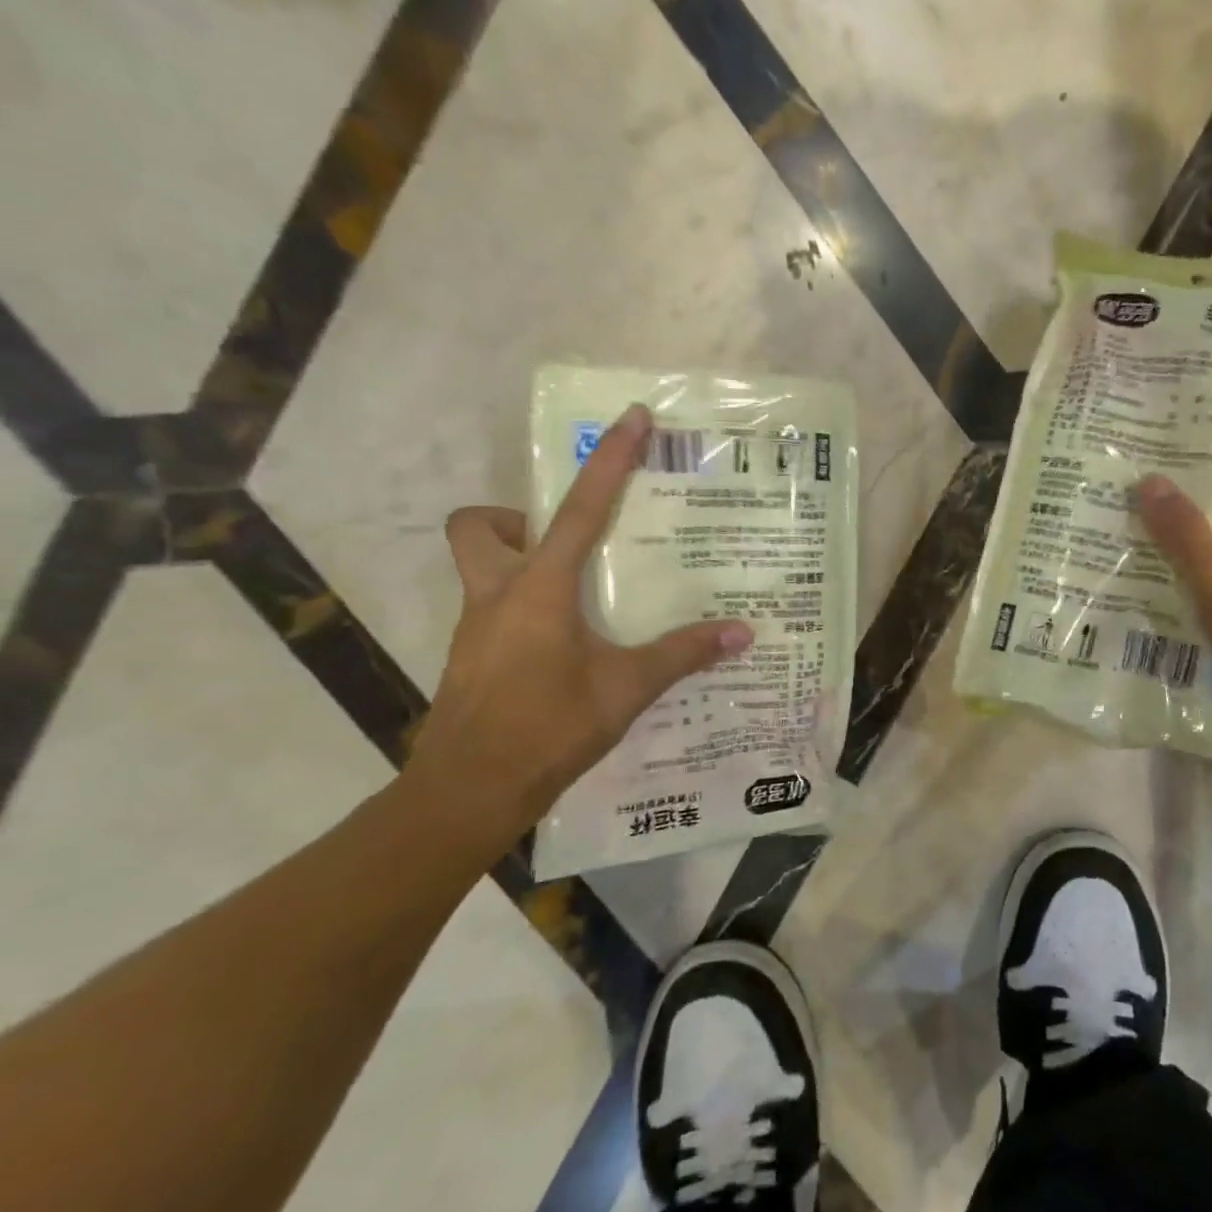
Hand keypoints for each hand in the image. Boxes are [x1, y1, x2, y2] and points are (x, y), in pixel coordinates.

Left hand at [403, 405, 751, 854]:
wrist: (469, 791)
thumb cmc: (548, 727)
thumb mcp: (627, 687)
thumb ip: (683, 654)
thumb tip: (742, 632)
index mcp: (539, 589)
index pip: (581, 509)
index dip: (609, 461)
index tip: (630, 420)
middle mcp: (498, 595)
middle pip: (480, 526)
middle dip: (518, 516)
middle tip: (570, 538)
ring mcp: (479, 628)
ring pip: (481, 567)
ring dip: (522, 561)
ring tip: (582, 591)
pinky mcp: (475, 657)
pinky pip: (496, 609)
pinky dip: (529, 608)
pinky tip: (570, 644)